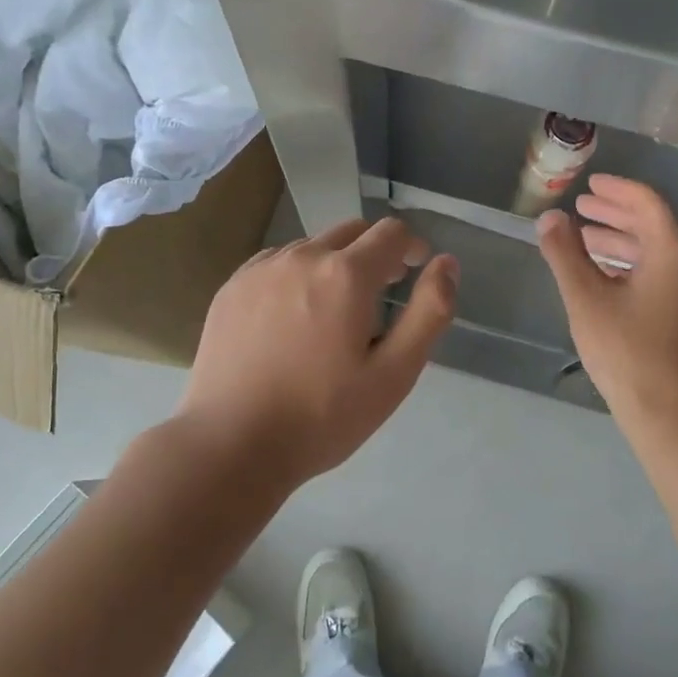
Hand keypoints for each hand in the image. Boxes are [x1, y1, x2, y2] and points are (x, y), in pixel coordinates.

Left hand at [177, 217, 457, 487]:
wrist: (231, 444)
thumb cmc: (322, 416)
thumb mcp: (393, 374)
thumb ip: (428, 312)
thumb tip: (446, 263)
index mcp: (345, 274)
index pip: (391, 232)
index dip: (411, 247)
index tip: (414, 273)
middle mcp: (301, 256)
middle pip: (352, 232)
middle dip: (375, 253)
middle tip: (381, 295)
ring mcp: (260, 269)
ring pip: (312, 246)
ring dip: (334, 264)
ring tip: (334, 313)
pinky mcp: (231, 287)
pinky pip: (277, 263)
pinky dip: (297, 275)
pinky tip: (292, 318)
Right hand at [537, 175, 677, 426]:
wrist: (669, 412)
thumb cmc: (626, 350)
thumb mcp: (586, 298)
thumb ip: (565, 253)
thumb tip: (549, 218)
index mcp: (673, 252)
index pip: (647, 203)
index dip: (617, 189)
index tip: (589, 183)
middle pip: (654, 224)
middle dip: (616, 213)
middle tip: (582, 206)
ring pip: (656, 251)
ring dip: (621, 239)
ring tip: (585, 238)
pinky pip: (660, 273)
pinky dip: (631, 264)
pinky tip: (604, 275)